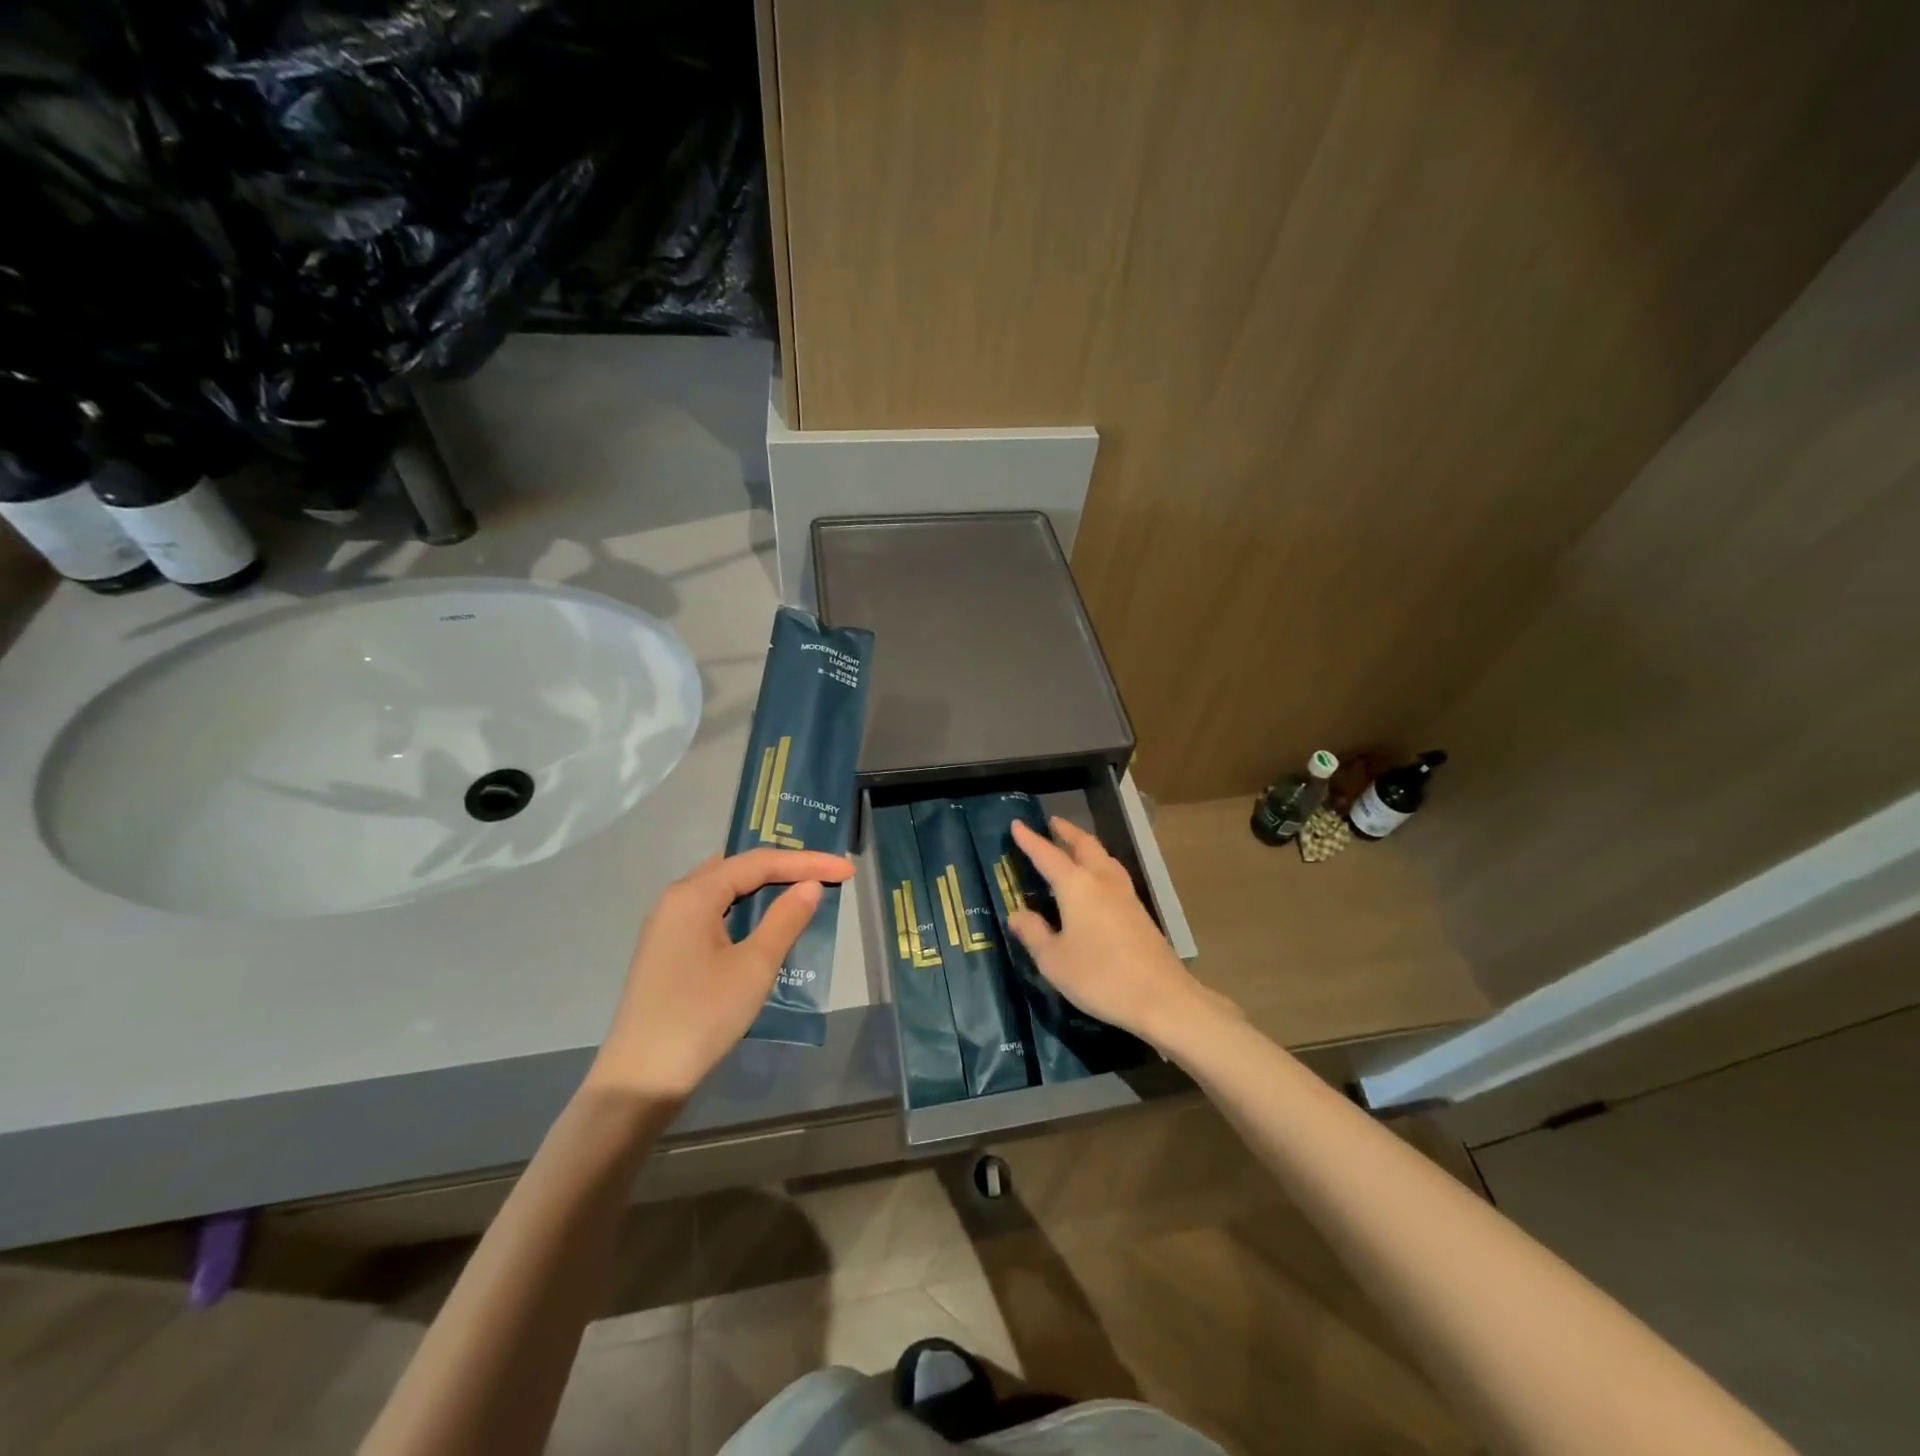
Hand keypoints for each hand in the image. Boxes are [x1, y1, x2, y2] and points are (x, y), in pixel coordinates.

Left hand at [586, 848, 853, 1101]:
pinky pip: (715, 915)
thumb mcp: (754, 966)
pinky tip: (766, 926)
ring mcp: (668, 927)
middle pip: (739, 869)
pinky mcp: (669, 952)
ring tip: (804, 892)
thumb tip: (809, 886)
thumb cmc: (701, 1016)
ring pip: (725, 893)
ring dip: (765, 890)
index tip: (846, 869)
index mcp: (693, 894)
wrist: (640, 1080)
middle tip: (826, 873)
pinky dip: (746, 913)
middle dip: (785, 868)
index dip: (806, 861)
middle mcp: (676, 899)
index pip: (759, 862)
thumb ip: (785, 920)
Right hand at [1008, 817, 1238, 1049]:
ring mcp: (1125, 895)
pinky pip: (1113, 875)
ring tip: (1074, 846)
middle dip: (1067, 832)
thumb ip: (1033, 933)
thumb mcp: (1054, 960)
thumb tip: (1017, 914)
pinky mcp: (1139, 912)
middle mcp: (1102, 881)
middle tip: (1053, 823)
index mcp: (1077, 886)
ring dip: (1086, 846)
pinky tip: (1096, 881)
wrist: (1161, 998)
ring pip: (1104, 857)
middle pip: (1085, 845)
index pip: (1047, 855)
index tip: (1017, 823)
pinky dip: (1099, 865)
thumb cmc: (1100, 977)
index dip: (1030, 840)